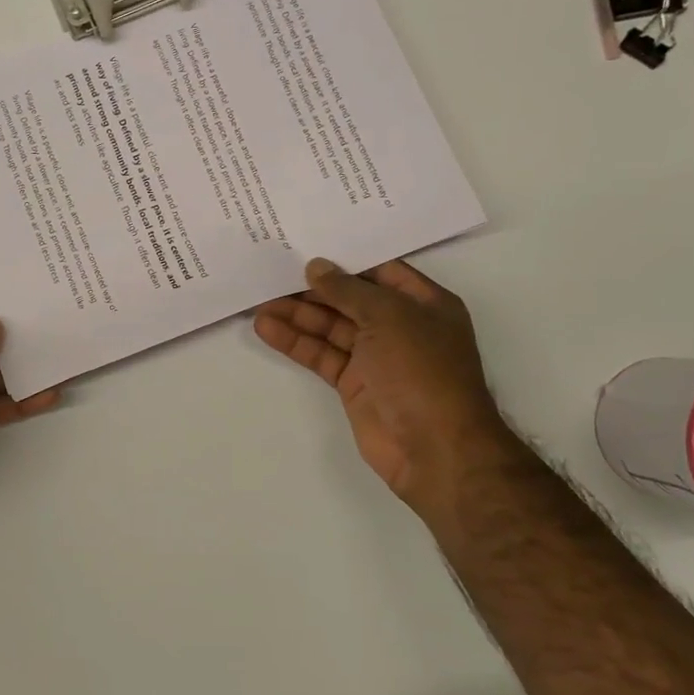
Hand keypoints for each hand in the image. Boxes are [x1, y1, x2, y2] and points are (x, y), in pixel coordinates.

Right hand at [254, 258, 516, 516]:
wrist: (434, 448)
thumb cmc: (422, 370)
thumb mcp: (389, 317)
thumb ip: (348, 290)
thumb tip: (315, 267)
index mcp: (424, 303)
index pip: (380, 270)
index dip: (345, 259)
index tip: (306, 246)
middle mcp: (400, 326)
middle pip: (350, 299)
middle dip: (313, 288)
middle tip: (272, 273)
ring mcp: (376, 357)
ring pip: (331, 328)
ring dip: (297, 315)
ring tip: (259, 303)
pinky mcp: (354, 384)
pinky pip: (321, 355)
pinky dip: (295, 342)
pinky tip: (267, 329)